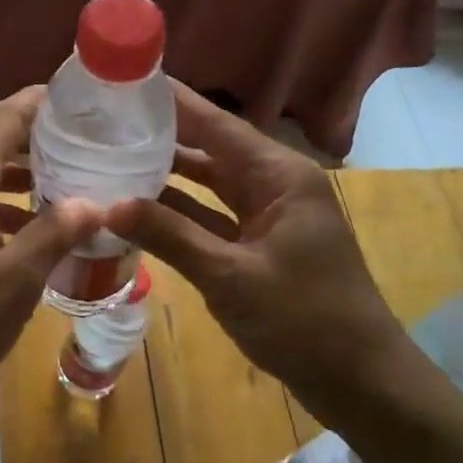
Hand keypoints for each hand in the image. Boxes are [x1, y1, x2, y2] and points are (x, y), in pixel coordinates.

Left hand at [0, 88, 101, 420]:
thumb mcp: (15, 281)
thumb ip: (54, 234)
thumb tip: (93, 203)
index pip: (4, 118)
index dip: (39, 103)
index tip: (77, 99)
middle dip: (31, 140)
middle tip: (79, 146)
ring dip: (11, 176)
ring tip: (59, 188)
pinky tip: (18, 233)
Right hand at [108, 85, 430, 429]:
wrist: (360, 381)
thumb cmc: (305, 321)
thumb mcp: (231, 277)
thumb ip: (170, 237)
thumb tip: (108, 206)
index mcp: (278, 175)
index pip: (215, 123)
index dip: (170, 101)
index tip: (123, 81)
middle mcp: (273, 184)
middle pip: (208, 148)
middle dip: (159, 135)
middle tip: (102, 123)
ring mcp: (266, 216)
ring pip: (206, 184)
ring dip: (164, 176)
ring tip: (108, 158)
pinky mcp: (257, 245)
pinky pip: (210, 217)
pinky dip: (177, 214)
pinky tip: (135, 210)